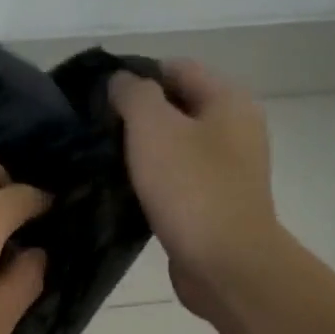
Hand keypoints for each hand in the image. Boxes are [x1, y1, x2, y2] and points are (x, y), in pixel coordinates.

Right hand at [109, 60, 283, 316]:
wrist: (226, 265)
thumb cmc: (191, 189)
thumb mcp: (153, 128)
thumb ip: (134, 95)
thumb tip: (121, 82)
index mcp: (229, 100)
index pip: (176, 68)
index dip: (137, 76)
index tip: (99, 98)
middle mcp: (236, 129)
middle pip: (178, 107)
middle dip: (138, 117)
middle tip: (97, 132)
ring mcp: (229, 170)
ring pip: (177, 147)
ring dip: (145, 153)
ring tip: (106, 162)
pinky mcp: (217, 204)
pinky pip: (180, 181)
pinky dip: (156, 183)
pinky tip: (128, 193)